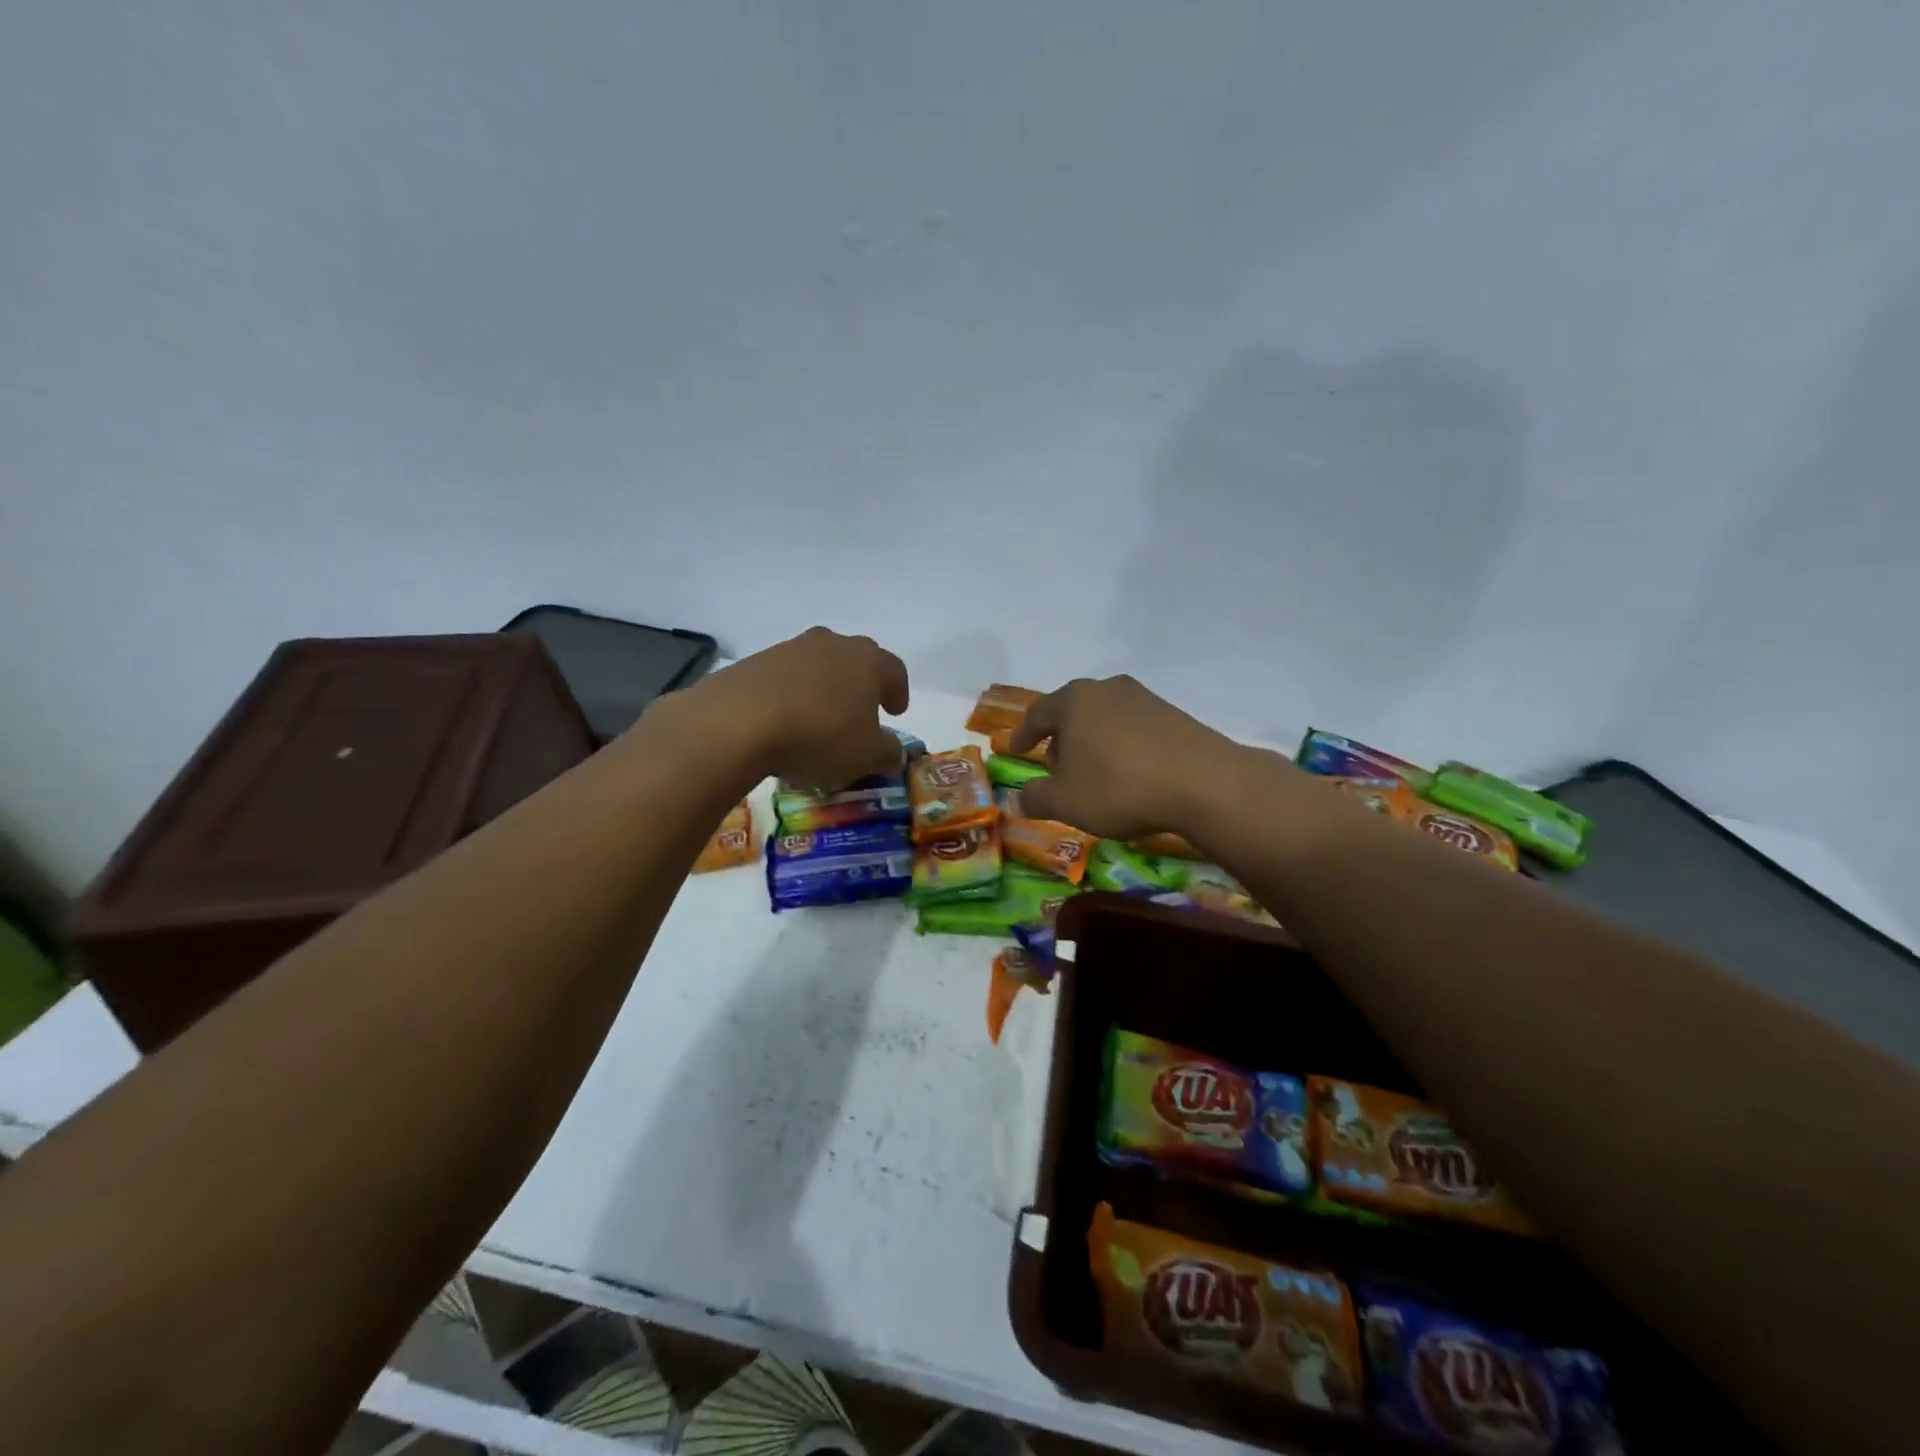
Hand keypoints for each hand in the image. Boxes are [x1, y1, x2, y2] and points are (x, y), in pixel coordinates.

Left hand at [666, 627, 909, 788]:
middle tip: (861, 709)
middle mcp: (833, 645)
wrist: (739, 721)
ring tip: (819, 718)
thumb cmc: (820, 735)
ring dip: (824, 687)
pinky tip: (784, 720)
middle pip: (856, 658)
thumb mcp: (866, 756)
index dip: (898, 691)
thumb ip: (888, 752)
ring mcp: (791, 648)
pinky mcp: (755, 661)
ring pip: (818, 664)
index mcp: (868, 661)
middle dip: (862, 683)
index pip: (895, 670)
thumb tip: (894, 752)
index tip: (895, 712)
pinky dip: (791, 694)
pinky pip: (785, 676)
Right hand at [1010, 675, 1240, 839]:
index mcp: (1074, 701)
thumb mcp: (1066, 802)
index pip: (1038, 713)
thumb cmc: (1119, 787)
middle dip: (1060, 739)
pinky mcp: (1173, 714)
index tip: (1016, 750)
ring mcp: (1144, 698)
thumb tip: (1019, 798)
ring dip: (1092, 742)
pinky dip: (1121, 746)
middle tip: (1055, 767)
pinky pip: (1133, 728)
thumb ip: (1035, 798)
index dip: (1024, 734)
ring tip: (1093, 774)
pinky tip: (1129, 773)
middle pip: (1073, 711)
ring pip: (1104, 718)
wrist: (1204, 783)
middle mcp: (1107, 689)